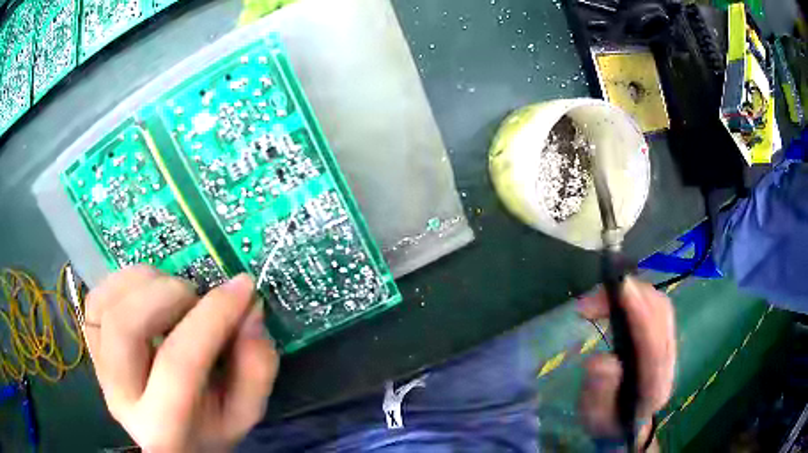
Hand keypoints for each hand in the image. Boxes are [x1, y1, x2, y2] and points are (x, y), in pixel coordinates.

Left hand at [84, 266, 278, 452]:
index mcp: (163, 428)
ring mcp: (98, 367)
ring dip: (145, 283)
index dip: (212, 318)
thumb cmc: (207, 428)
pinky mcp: (91, 345)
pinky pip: (96, 298)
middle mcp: (120, 397)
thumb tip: (249, 310)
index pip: (178, 366)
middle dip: (167, 296)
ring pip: (105, 305)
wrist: (165, 434)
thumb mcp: (244, 412)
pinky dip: (124, 282)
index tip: (243, 288)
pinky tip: (148, 293)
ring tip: (174, 295)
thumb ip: (255, 368)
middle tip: (195, 298)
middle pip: (124, 328)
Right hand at [577, 277, 676, 448]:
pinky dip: (637, 297)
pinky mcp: (665, 338)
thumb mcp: (595, 417)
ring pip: (661, 307)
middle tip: (593, 300)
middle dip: (631, 296)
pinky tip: (616, 301)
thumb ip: (599, 393)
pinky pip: (657, 308)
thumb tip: (601, 361)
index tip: (619, 291)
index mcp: (654, 386)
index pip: (653, 344)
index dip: (640, 315)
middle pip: (661, 316)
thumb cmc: (608, 422)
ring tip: (599, 300)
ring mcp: (670, 348)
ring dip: (633, 293)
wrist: (627, 425)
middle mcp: (669, 362)